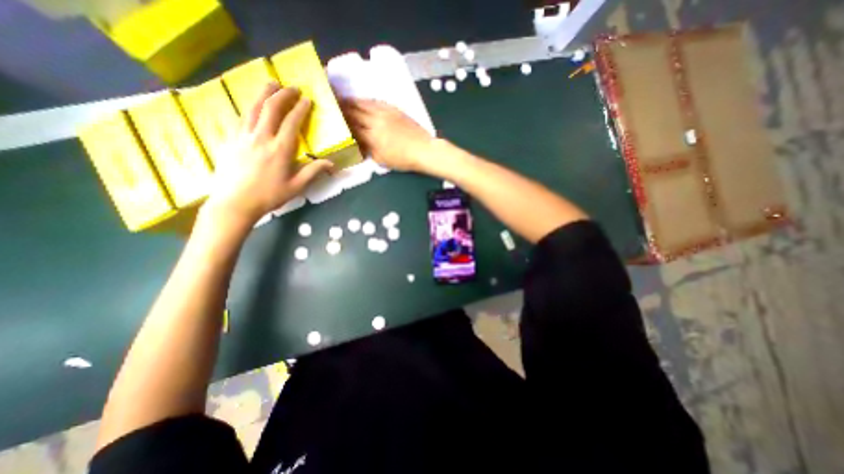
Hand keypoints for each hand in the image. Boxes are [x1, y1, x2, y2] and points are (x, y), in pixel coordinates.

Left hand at [204, 83, 332, 226]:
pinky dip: (249, 107)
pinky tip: (252, 106)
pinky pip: (241, 118)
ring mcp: (242, 136)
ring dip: (263, 94)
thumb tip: (332, 164)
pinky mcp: (230, 140)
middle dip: (282, 94)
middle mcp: (261, 137)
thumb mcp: (297, 187)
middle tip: (291, 87)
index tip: (307, 100)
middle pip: (271, 108)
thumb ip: (313, 172)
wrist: (234, 203)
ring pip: (253, 108)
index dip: (300, 109)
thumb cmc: (269, 196)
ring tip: (270, 84)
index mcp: (280, 149)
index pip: (292, 122)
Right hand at [340, 98, 434, 171]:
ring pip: (364, 104)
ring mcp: (385, 113)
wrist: (423, 149)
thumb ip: (369, 150)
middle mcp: (376, 122)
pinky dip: (367, 101)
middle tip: (332, 105)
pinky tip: (363, 101)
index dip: (342, 124)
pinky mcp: (394, 109)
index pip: (352, 128)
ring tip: (343, 99)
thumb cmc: (403, 159)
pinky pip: (376, 102)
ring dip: (352, 101)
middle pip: (355, 113)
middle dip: (342, 109)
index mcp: (372, 137)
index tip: (333, 120)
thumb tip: (359, 143)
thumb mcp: (382, 160)